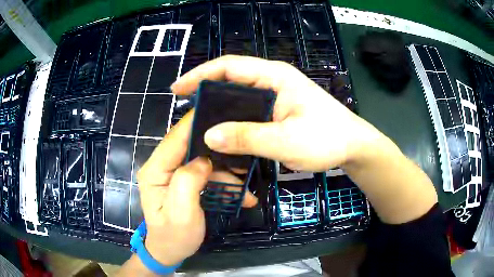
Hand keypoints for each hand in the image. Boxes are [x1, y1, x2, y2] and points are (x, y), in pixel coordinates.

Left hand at [136, 111, 257, 266]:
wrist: (169, 252)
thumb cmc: (173, 237)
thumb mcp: (181, 213)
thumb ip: (188, 181)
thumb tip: (204, 159)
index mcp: (155, 170)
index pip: (175, 137)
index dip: (196, 121)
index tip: (221, 109)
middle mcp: (162, 166)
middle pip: (191, 145)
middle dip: (218, 148)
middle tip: (243, 149)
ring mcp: (173, 173)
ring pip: (203, 161)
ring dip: (226, 172)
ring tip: (247, 188)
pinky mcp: (183, 181)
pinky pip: (205, 174)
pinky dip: (223, 183)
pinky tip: (241, 196)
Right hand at [171, 55, 384, 171]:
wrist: (351, 147)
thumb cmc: (326, 139)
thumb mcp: (287, 141)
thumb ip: (248, 137)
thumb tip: (209, 135)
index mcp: (274, 77)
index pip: (229, 66)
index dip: (201, 74)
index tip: (178, 88)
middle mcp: (271, 81)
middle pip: (230, 80)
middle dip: (205, 92)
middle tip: (185, 112)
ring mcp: (274, 96)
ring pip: (237, 98)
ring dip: (217, 109)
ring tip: (198, 124)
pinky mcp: (276, 111)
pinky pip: (247, 112)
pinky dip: (232, 121)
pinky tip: (223, 134)